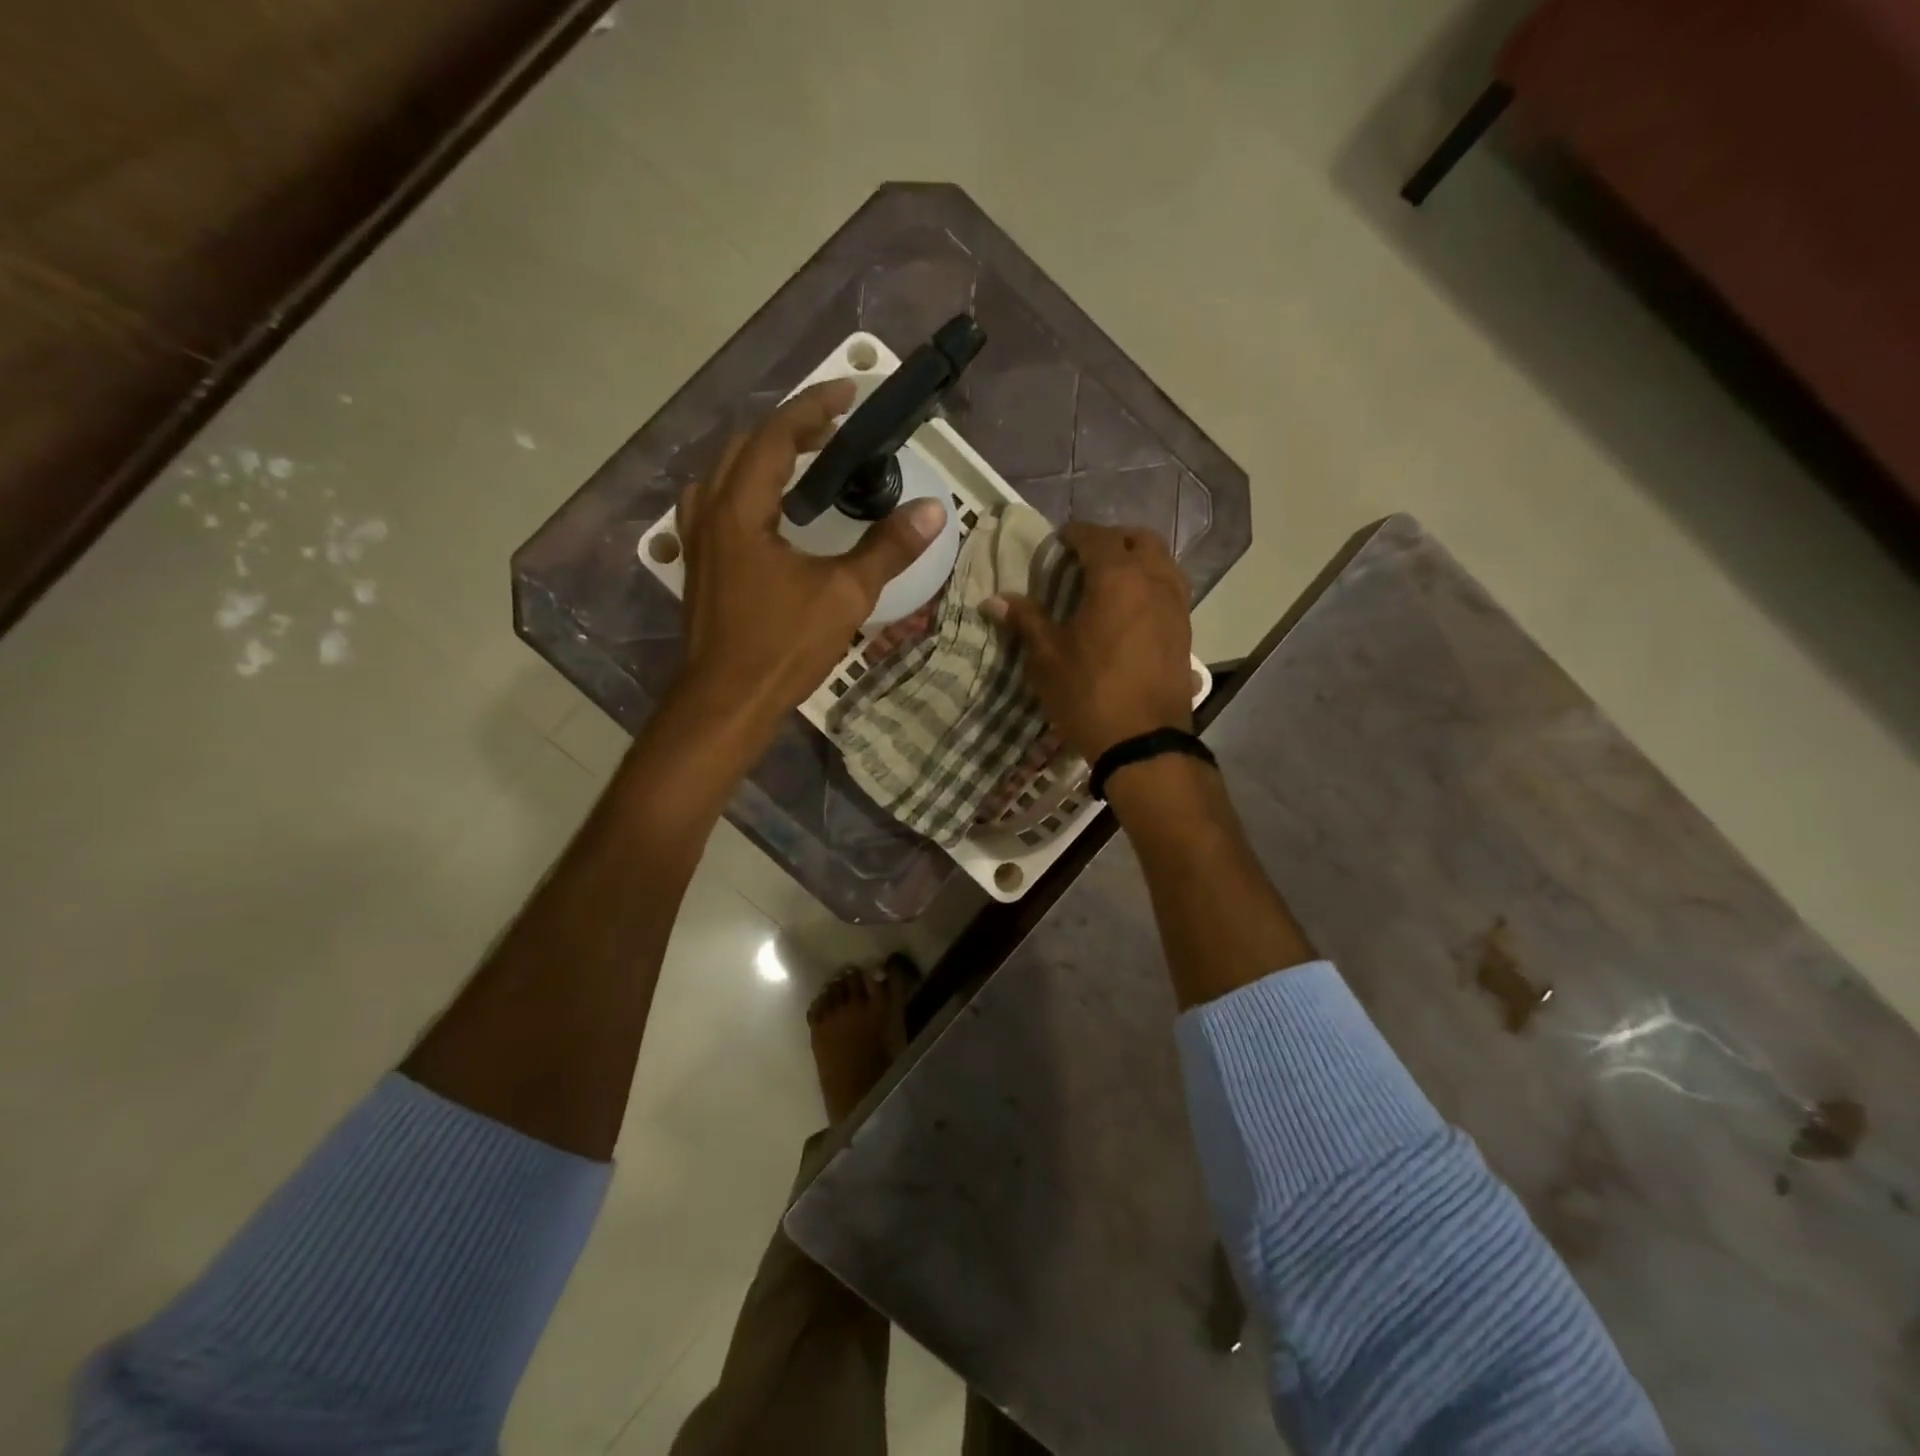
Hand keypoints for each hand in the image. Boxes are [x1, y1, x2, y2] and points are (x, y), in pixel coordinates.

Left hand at [674, 380, 947, 739]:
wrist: (726, 702)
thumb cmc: (782, 647)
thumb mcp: (844, 596)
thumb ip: (887, 549)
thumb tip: (932, 511)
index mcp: (741, 510)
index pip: (775, 437)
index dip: (813, 408)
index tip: (848, 392)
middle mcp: (711, 514)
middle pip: (744, 447)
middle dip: (789, 428)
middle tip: (833, 429)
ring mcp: (698, 542)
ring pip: (723, 475)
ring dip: (762, 456)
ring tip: (800, 462)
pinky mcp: (700, 568)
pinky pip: (715, 506)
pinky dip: (743, 489)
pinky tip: (763, 512)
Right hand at [984, 522, 1193, 762]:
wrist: (1143, 743)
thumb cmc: (1089, 694)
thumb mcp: (1048, 658)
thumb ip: (1026, 621)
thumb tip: (994, 599)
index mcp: (1117, 579)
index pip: (1097, 538)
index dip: (1075, 534)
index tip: (1058, 541)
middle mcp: (1154, 582)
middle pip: (1140, 540)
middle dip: (1113, 540)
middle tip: (1086, 557)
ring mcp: (1176, 607)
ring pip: (1162, 562)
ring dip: (1137, 560)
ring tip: (1109, 581)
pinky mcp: (1185, 632)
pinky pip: (1170, 590)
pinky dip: (1150, 585)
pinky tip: (1129, 611)